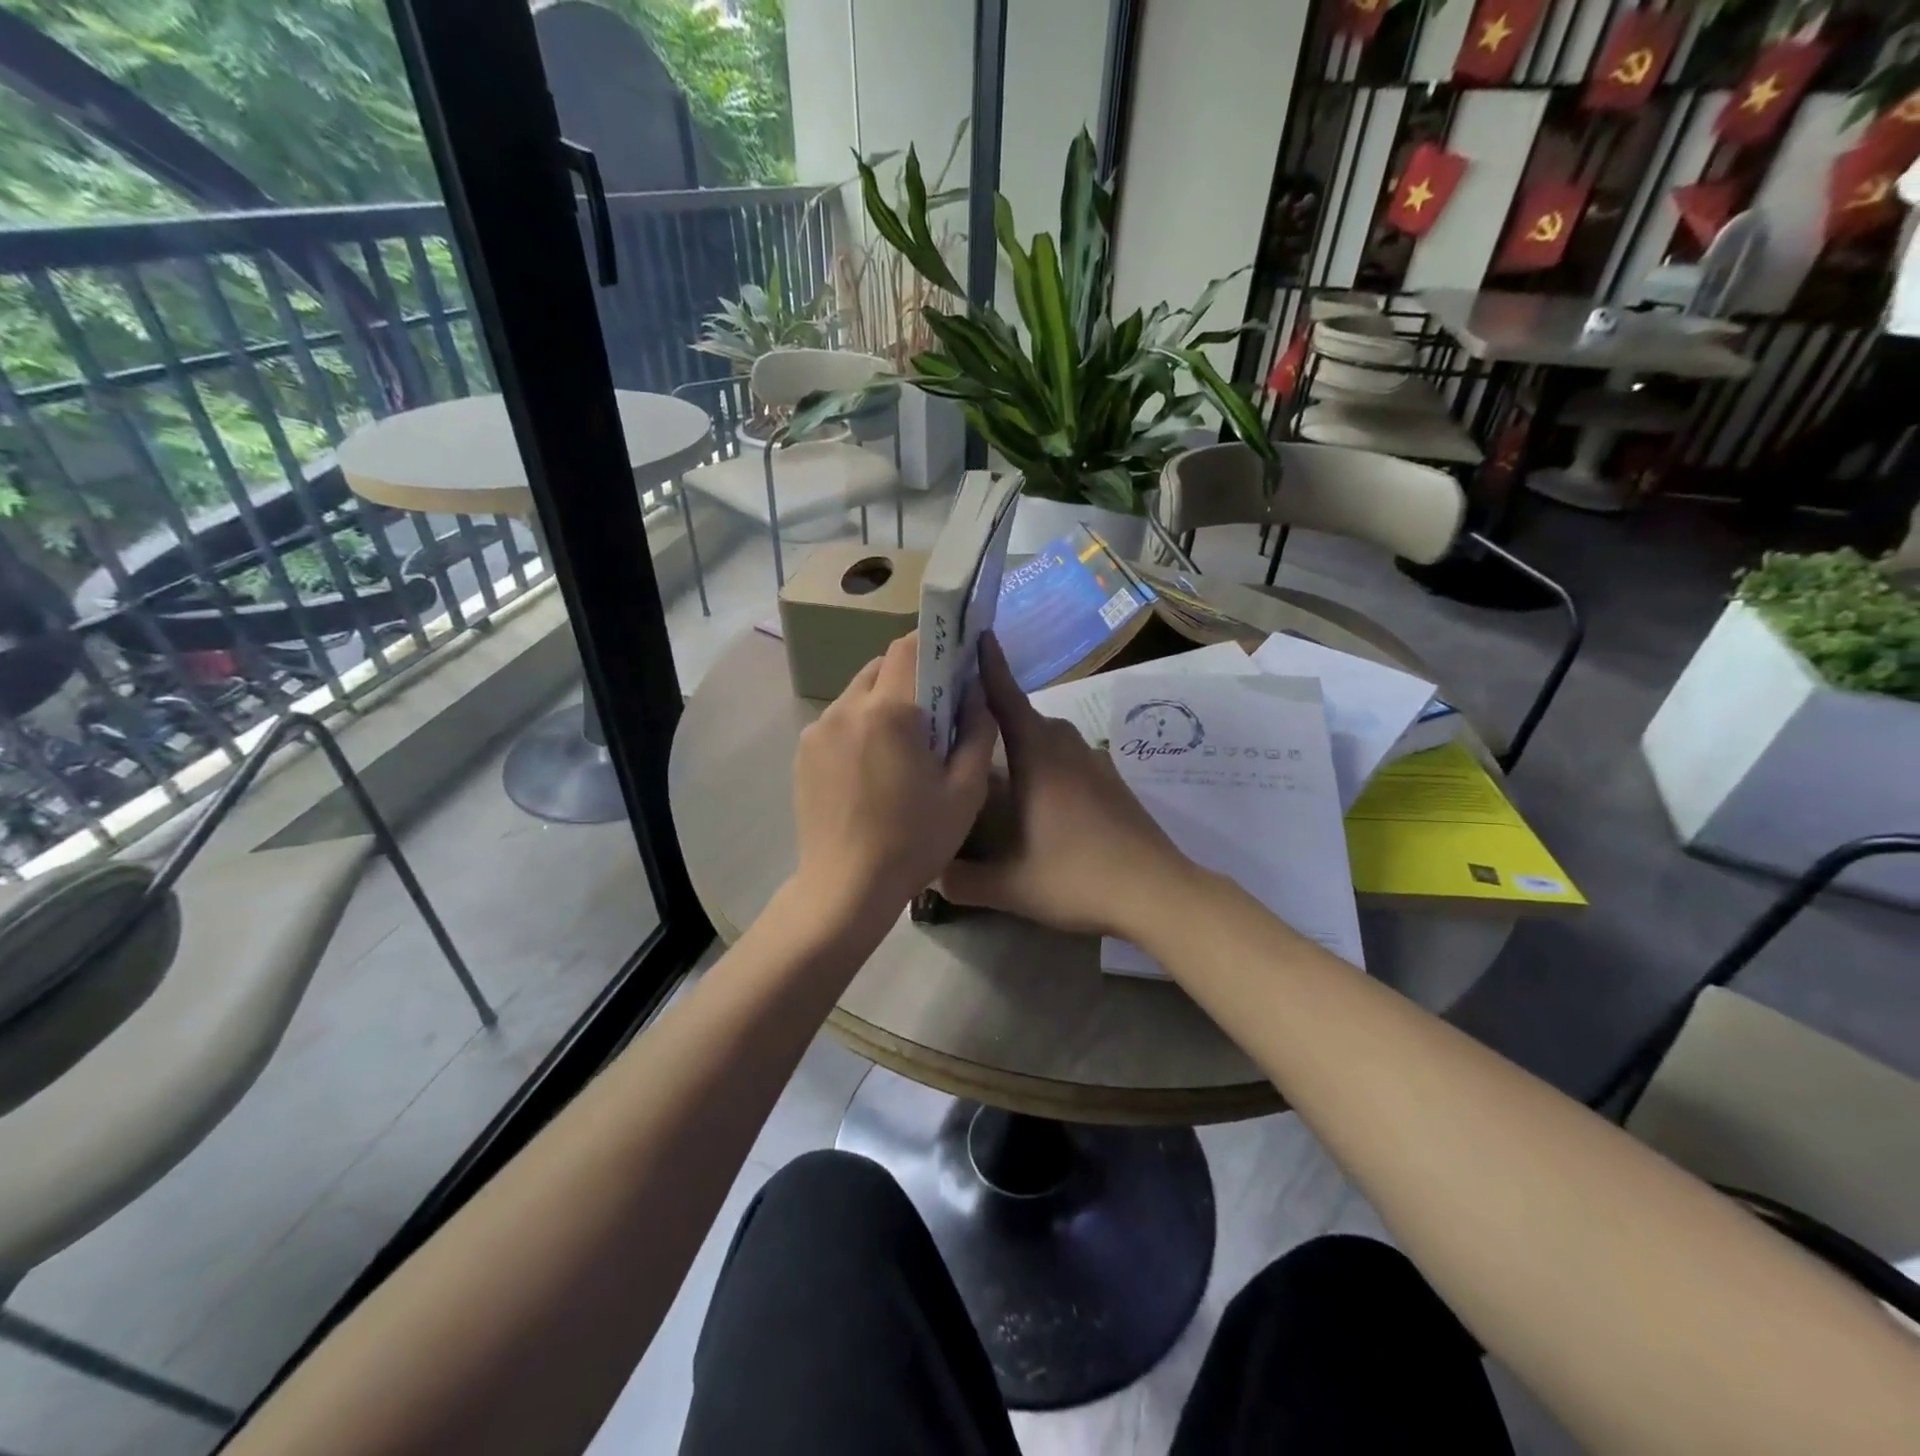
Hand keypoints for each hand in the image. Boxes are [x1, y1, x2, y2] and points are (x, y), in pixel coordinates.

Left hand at [790, 632, 995, 929]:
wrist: (845, 888)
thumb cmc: (914, 842)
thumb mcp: (965, 791)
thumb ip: (978, 730)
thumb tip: (975, 691)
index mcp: (889, 712)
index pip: (908, 647)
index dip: (932, 642)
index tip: (952, 657)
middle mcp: (846, 708)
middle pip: (881, 666)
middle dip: (910, 675)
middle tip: (934, 710)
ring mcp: (818, 729)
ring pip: (857, 692)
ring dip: (884, 700)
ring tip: (903, 742)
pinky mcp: (803, 752)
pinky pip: (839, 719)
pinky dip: (860, 724)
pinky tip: (873, 764)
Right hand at [939, 636, 1193, 939]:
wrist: (1156, 891)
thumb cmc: (1077, 877)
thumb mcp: (1009, 887)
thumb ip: (959, 880)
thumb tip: (924, 874)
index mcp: (1037, 757)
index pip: (1006, 698)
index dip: (988, 666)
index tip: (973, 635)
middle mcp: (1065, 747)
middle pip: (1023, 716)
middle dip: (992, 712)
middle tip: (958, 723)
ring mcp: (1093, 762)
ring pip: (1048, 737)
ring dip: (1021, 740)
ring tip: (993, 762)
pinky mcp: (1111, 780)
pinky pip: (1067, 755)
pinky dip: (1045, 759)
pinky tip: (1037, 795)